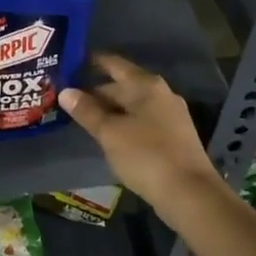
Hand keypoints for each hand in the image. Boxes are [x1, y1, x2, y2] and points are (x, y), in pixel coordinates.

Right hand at [60, 53, 223, 209]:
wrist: (190, 194)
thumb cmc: (146, 156)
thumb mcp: (110, 133)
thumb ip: (87, 111)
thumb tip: (65, 91)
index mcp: (146, 85)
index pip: (113, 64)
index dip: (91, 62)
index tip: (69, 62)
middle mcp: (160, 93)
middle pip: (122, 85)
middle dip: (96, 91)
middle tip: (67, 97)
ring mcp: (170, 115)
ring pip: (132, 105)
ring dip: (109, 110)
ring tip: (82, 116)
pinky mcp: (173, 136)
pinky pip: (141, 121)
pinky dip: (123, 123)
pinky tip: (108, 135)